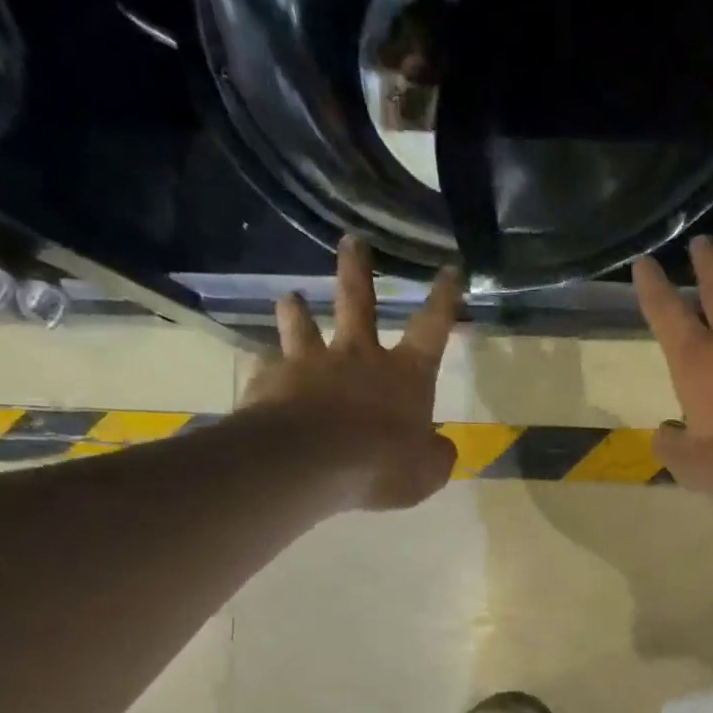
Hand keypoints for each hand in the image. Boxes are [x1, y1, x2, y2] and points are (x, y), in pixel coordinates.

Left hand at [240, 236, 460, 510]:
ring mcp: (310, 365)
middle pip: (359, 303)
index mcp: (405, 375)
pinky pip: (269, 368)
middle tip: (352, 241)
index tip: (449, 269)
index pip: (432, 328)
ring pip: (303, 326)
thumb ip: (435, 455)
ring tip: (291, 298)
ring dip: (298, 311)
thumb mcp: (426, 472)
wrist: (307, 464)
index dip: (444, 299)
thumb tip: (438, 446)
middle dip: (358, 271)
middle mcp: (358, 358)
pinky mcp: (271, 381)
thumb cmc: (380, 465)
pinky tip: (262, 372)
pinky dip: (269, 368)